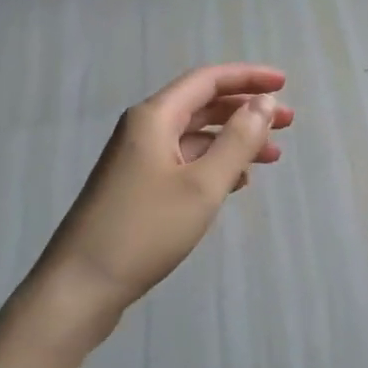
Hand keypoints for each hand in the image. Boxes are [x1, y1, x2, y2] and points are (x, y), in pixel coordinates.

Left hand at [0, 63, 292, 367]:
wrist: (80, 289)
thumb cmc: (145, 230)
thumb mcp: (202, 185)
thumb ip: (238, 141)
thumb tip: (264, 103)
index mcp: (155, 117)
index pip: (208, 80)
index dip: (248, 78)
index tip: (284, 83)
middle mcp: (144, 129)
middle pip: (203, 105)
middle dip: (246, 110)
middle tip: (287, 122)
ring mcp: (138, 159)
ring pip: (196, 136)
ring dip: (234, 140)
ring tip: (273, 155)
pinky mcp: (137, 188)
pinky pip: (185, 161)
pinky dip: (215, 164)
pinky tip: (238, 183)